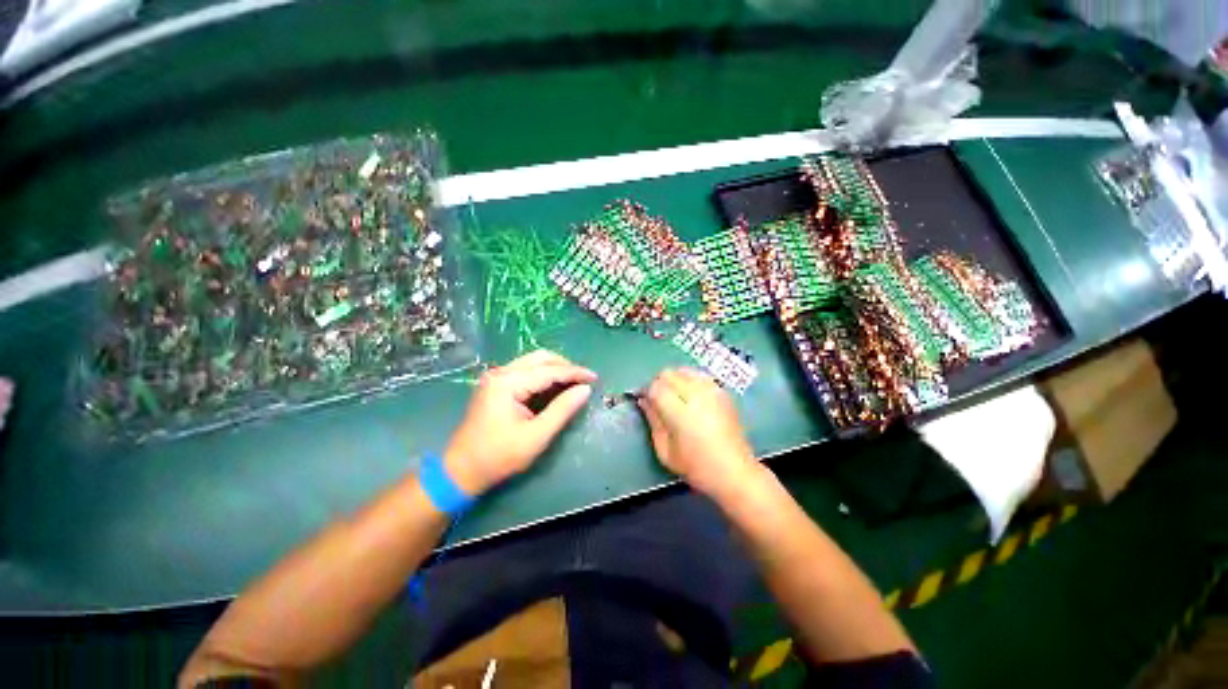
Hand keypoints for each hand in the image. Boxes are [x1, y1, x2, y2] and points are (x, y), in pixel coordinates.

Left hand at [444, 350, 595, 494]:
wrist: (461, 470)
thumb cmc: (499, 456)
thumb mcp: (536, 436)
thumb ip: (562, 410)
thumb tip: (585, 389)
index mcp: (508, 383)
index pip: (549, 371)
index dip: (575, 373)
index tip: (595, 378)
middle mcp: (501, 373)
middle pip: (540, 358)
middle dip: (565, 366)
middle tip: (583, 380)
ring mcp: (496, 377)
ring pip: (533, 362)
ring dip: (554, 369)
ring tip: (572, 383)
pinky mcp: (495, 384)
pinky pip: (525, 370)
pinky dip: (543, 375)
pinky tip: (553, 386)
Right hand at [639, 368, 760, 498]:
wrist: (735, 472)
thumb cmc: (696, 467)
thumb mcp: (665, 450)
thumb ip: (653, 421)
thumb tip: (643, 400)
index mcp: (681, 412)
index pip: (656, 387)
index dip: (647, 392)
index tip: (645, 402)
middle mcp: (697, 395)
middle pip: (669, 373)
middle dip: (659, 383)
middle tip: (659, 401)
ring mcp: (712, 390)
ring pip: (683, 370)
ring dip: (675, 380)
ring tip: (675, 398)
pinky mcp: (723, 392)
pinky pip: (699, 375)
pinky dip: (690, 380)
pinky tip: (691, 397)